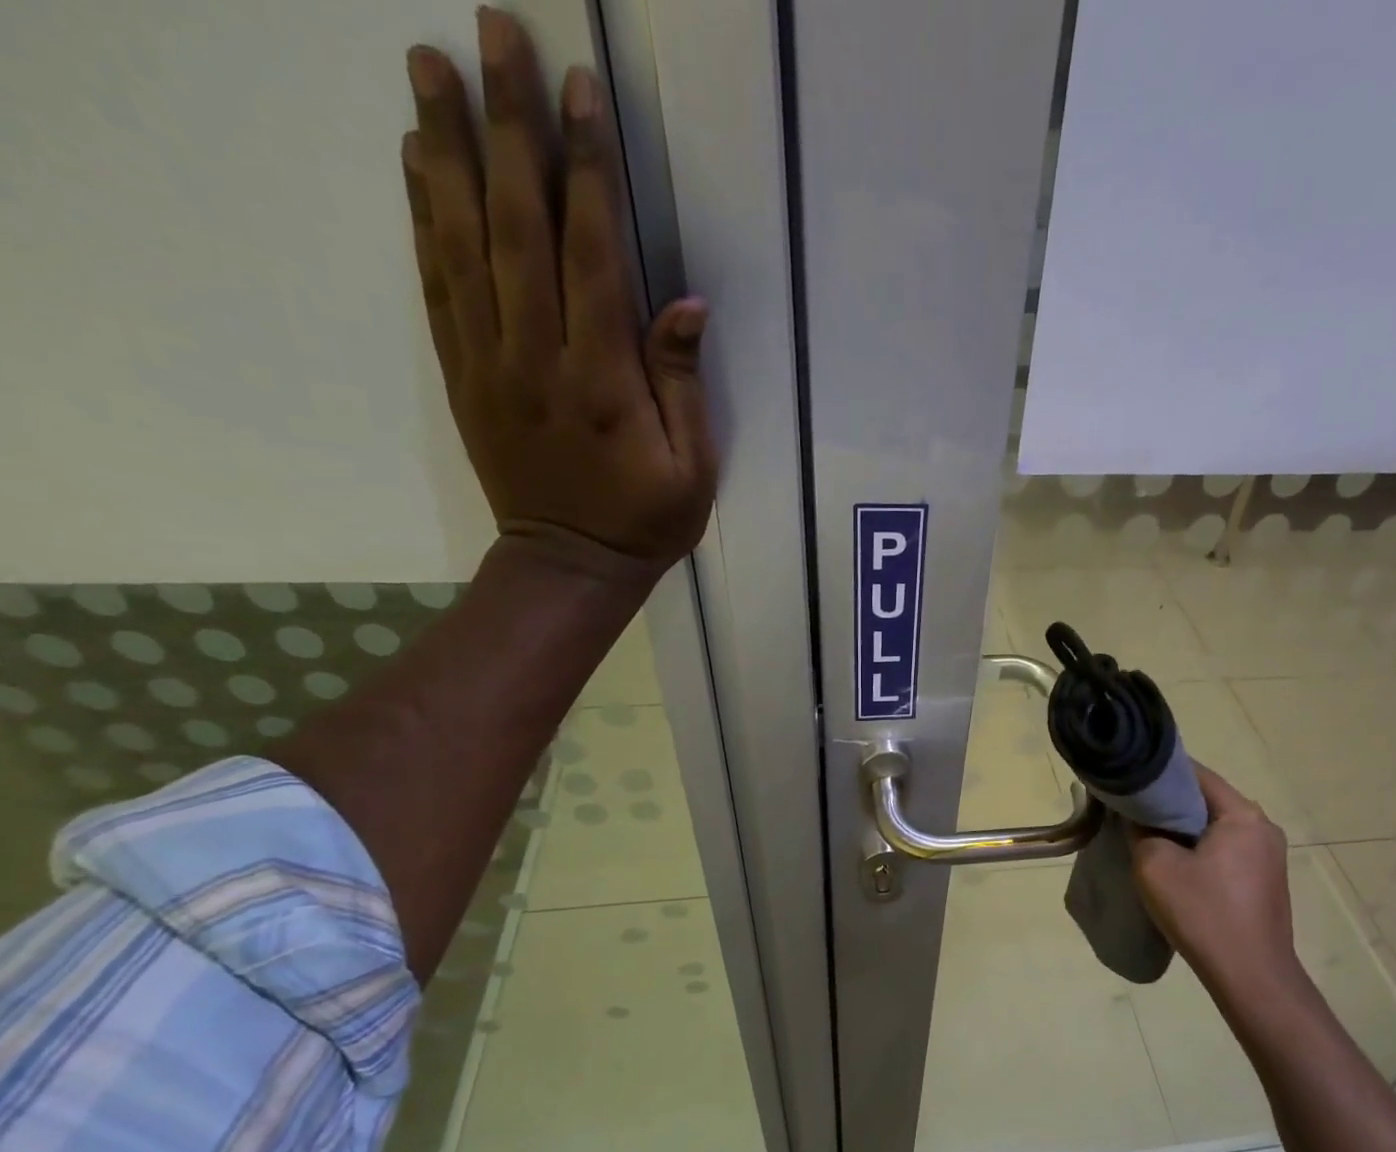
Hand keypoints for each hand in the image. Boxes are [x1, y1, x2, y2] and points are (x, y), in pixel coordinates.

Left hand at [402, 9, 717, 562]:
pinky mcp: (462, 373)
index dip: (586, 172)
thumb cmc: (646, 520)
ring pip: (462, 241)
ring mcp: (490, 361)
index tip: (579, 92)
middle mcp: (537, 355)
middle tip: (491, 34)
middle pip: (516, 225)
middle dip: (508, 127)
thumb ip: (682, 385)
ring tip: (430, 66)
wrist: (569, 565)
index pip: (590, 255)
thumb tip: (683, 302)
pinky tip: (414, 161)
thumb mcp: (692, 468)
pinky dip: (421, 217)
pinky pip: (436, 284)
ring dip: (445, 149)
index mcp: (602, 380)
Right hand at [1131, 766, 1302, 997]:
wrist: (1251, 978)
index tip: (1128, 782)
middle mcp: (1263, 826)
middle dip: (1169, 804)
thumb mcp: (1154, 865)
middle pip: (1207, 799)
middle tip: (1132, 813)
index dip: (1157, 773)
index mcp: (1243, 814)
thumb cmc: (1203, 914)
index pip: (1195, 774)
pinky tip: (1176, 867)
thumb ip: (1140, 830)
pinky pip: (1225, 849)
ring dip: (1183, 829)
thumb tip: (1137, 817)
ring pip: (1215, 826)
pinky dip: (1199, 849)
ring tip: (1148, 839)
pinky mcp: (1264, 880)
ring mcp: (1268, 855)